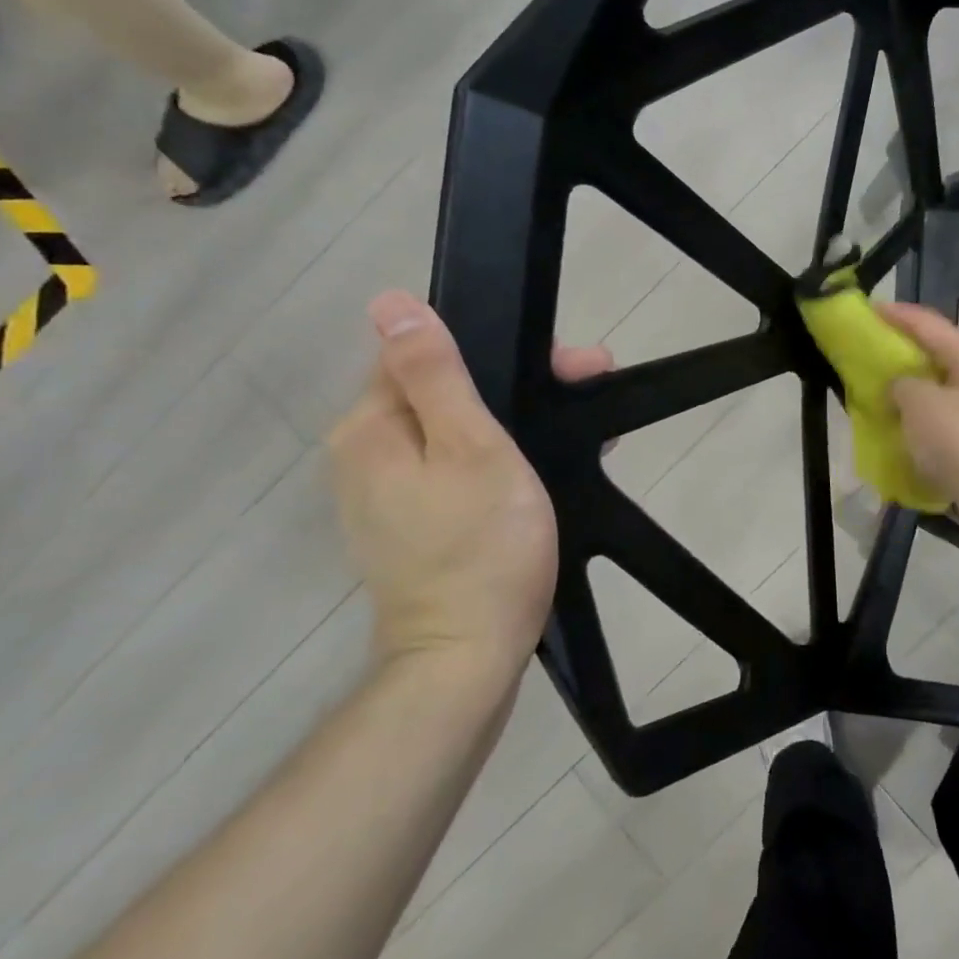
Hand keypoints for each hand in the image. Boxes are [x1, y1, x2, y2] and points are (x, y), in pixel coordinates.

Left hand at [329, 290, 612, 685]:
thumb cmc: (482, 544)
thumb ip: (435, 373)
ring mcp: (387, 494)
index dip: (500, 350)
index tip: (569, 363)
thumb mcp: (472, 448)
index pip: (429, 354)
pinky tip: (548, 463)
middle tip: (592, 384)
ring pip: (456, 428)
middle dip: (517, 385)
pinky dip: (502, 457)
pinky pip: (458, 467)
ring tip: (583, 426)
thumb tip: (390, 303)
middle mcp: (366, 454)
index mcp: (372, 427)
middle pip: (444, 391)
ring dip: (517, 420)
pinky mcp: (413, 524)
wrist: (467, 655)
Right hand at [878, 301, 958, 542]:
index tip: (870, 310)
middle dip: (904, 349)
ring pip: (940, 387)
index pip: (932, 325)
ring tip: (881, 386)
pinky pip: (942, 417)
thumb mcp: (920, 403)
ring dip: (910, 385)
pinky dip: (919, 415)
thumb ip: (904, 384)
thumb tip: (901, 386)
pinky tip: (901, 423)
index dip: (900, 315)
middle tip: (873, 348)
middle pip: (938, 354)